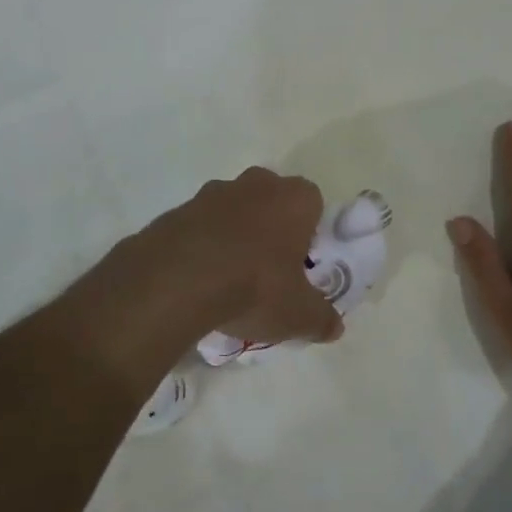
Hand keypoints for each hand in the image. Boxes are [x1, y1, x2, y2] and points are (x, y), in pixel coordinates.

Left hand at [98, 168, 344, 362]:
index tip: (300, 263)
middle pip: (271, 200)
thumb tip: (335, 327)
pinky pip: (199, 226)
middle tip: (268, 269)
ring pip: (233, 210)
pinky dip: (202, 245)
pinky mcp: (177, 210)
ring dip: (234, 234)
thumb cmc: (255, 286)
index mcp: (294, 199)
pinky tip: (198, 280)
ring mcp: (212, 193)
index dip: (309, 231)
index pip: (312, 202)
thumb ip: (321, 318)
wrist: (177, 280)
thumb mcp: (298, 314)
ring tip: (229, 279)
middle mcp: (256, 184)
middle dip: (271, 228)